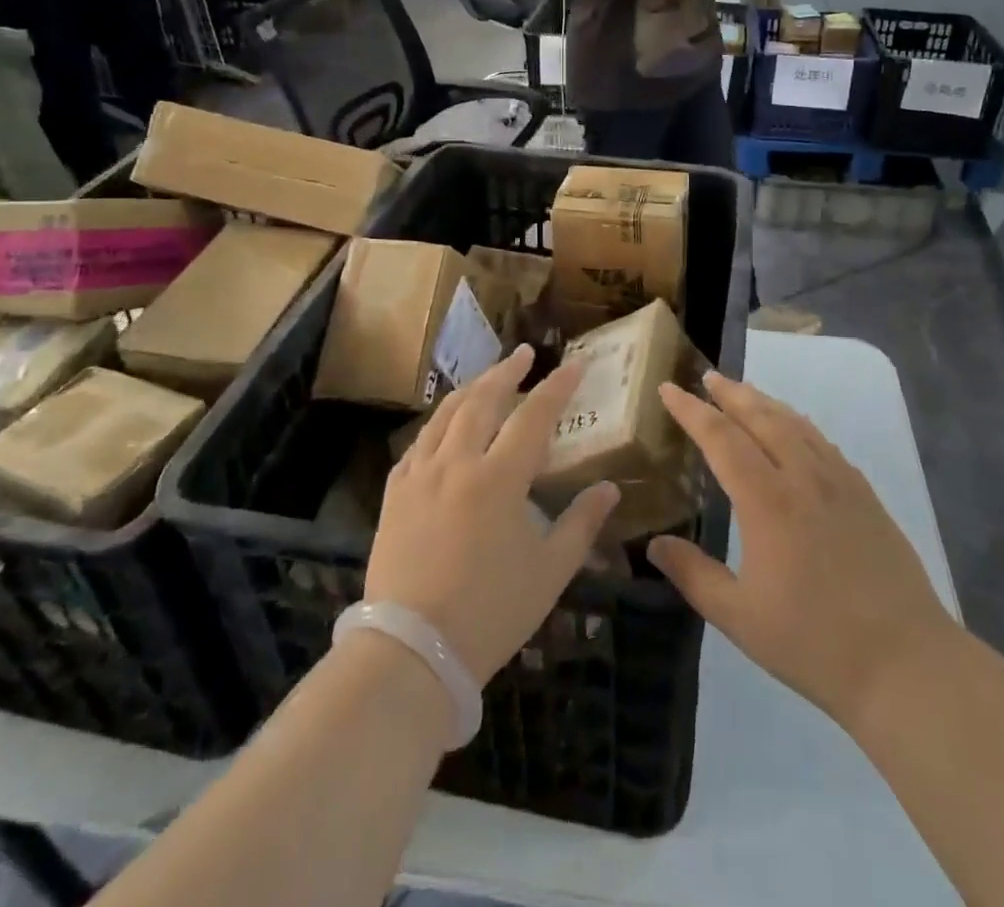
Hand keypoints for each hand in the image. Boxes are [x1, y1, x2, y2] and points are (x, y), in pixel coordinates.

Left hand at [366, 346, 619, 686]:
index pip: (534, 416)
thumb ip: (581, 523)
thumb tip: (608, 488)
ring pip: (445, 415)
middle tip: (525, 354)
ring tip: (487, 377)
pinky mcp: (394, 494)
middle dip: (507, 371)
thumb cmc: (490, 612)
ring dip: (470, 389)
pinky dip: (436, 425)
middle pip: (483, 400)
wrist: (411, 650)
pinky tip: (443, 426)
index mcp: (499, 478)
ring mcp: (420, 475)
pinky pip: (417, 444)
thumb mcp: (550, 572)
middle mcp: (457, 463)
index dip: (557, 387)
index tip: (574, 365)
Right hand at [647, 373, 953, 732]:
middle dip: (730, 393)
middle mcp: (803, 477)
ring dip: (765, 402)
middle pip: (762, 417)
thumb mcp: (739, 617)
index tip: (669, 389)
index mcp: (767, 501)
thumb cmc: (815, 644)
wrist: (906, 664)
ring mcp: (840, 482)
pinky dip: (798, 424)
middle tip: (707, 376)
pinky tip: (795, 430)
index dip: (692, 411)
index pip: (721, 438)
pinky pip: (823, 442)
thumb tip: (655, 544)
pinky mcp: (865, 495)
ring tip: (744, 392)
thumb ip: (693, 575)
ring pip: (796, 424)